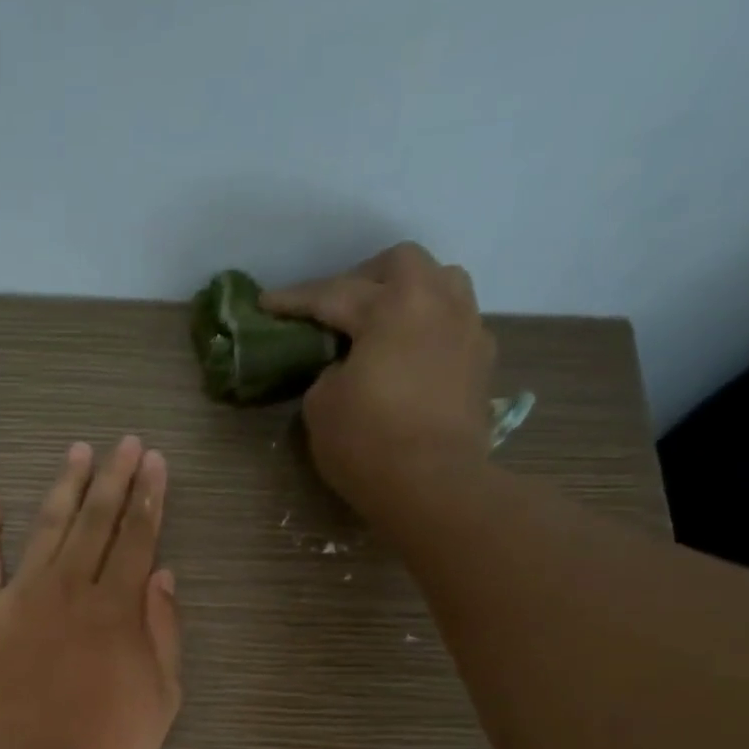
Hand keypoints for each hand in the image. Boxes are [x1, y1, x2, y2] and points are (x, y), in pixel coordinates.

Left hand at [0, 437, 182, 748]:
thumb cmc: (102, 748)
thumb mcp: (160, 700)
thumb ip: (163, 634)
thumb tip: (164, 576)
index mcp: (118, 608)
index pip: (138, 539)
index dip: (149, 498)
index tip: (154, 462)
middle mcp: (71, 589)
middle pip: (96, 522)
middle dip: (114, 479)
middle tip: (124, 443)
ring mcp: (21, 597)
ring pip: (47, 528)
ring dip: (64, 488)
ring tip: (76, 453)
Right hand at [262, 243, 495, 517]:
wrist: (433, 484)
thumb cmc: (368, 442)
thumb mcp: (321, 405)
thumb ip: (328, 372)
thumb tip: (346, 367)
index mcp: (392, 307)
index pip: (333, 294)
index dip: (295, 300)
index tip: (267, 303)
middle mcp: (437, 303)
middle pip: (401, 264)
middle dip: (363, 278)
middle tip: (337, 307)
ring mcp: (467, 330)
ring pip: (442, 283)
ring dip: (408, 293)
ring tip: (382, 323)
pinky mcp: (482, 363)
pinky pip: (455, 324)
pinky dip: (429, 329)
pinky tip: (411, 355)